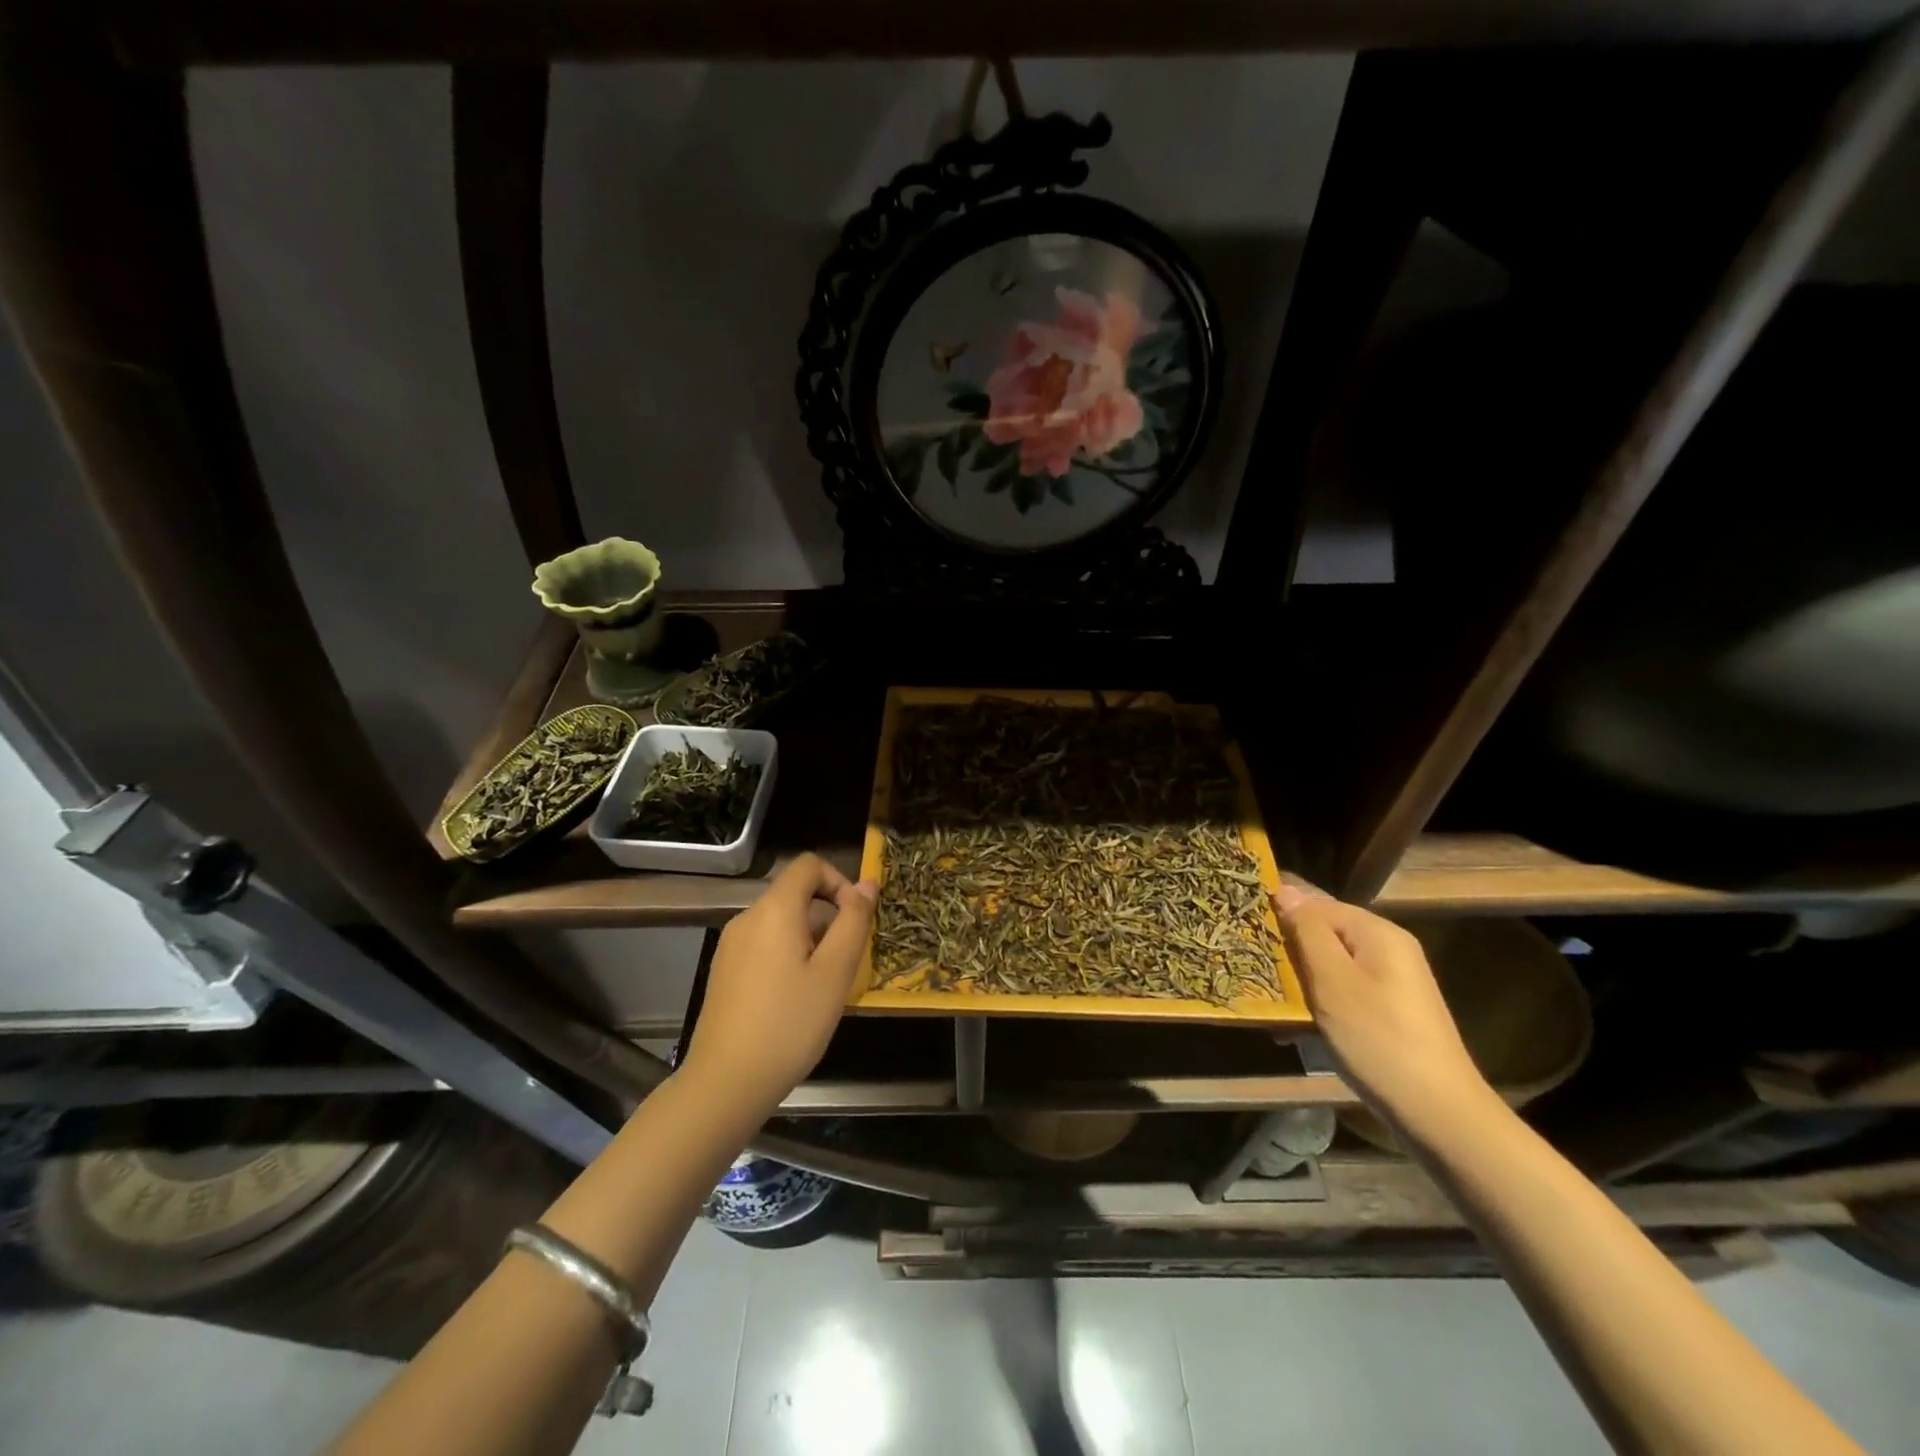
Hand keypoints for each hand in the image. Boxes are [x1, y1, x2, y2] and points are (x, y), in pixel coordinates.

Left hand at [679, 853, 876, 1124]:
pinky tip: (794, 1000)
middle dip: (828, 918)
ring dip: (811, 941)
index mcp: (774, 910)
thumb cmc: (789, 1024)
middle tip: (845, 964)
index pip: (808, 865)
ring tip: (822, 987)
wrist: (725, 1083)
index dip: (839, 881)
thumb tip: (867, 884)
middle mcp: (747, 918)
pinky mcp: (724, 971)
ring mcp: (731, 946)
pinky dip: (788, 957)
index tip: (855, 920)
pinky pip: (765, 945)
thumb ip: (853, 921)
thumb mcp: (835, 972)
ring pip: (782, 923)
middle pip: (796, 895)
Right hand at [1273, 883, 1492, 1137]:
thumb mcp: (1333, 981)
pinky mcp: (1386, 1012)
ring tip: (1264, 1004)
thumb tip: (1285, 890)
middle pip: (1322, 934)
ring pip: (1328, 966)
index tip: (1243, 933)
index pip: (1316, 904)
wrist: (1438, 1114)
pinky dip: (1315, 1005)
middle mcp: (1386, 949)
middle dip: (1286, 951)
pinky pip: (1340, 993)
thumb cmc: (1378, 1038)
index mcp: (1377, 933)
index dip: (1280, 915)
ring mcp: (1389, 983)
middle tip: (1249, 970)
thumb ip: (1308, 931)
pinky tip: (1290, 1029)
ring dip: (1296, 982)